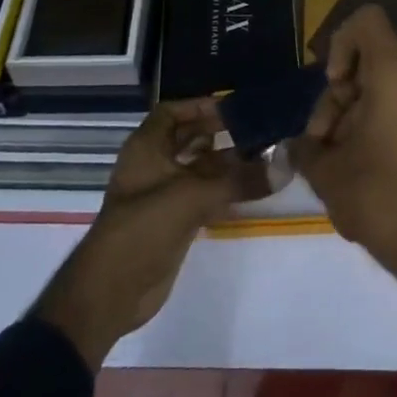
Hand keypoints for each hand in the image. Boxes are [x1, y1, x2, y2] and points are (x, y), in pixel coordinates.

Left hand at [34, 99, 242, 368]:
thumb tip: (284, 167)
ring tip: (263, 156)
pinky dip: (224, 189)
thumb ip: (239, 180)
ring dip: (226, 163)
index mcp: (146, 147)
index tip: (233, 107)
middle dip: (219, 133)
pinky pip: (203, 195)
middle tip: (257, 129)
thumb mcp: (193, 196)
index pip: (172, 112)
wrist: (113, 290)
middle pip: (188, 138)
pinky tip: (252, 188)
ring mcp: (163, 194)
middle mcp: (154, 164)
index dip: (199, 106)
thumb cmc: (144, 226)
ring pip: (198, 169)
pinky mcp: (174, 221)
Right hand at [289, 4, 396, 320]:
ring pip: (385, 87)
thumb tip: (301, 142)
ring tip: (340, 162)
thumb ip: (305, 145)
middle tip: (324, 141)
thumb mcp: (326, 172)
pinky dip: (380, 123)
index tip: (334, 85)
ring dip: (356, 114)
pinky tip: (364, 166)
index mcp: (395, 76)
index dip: (341, 42)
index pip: (367, 21)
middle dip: (339, 96)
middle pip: (370, 61)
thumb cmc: (380, 200)